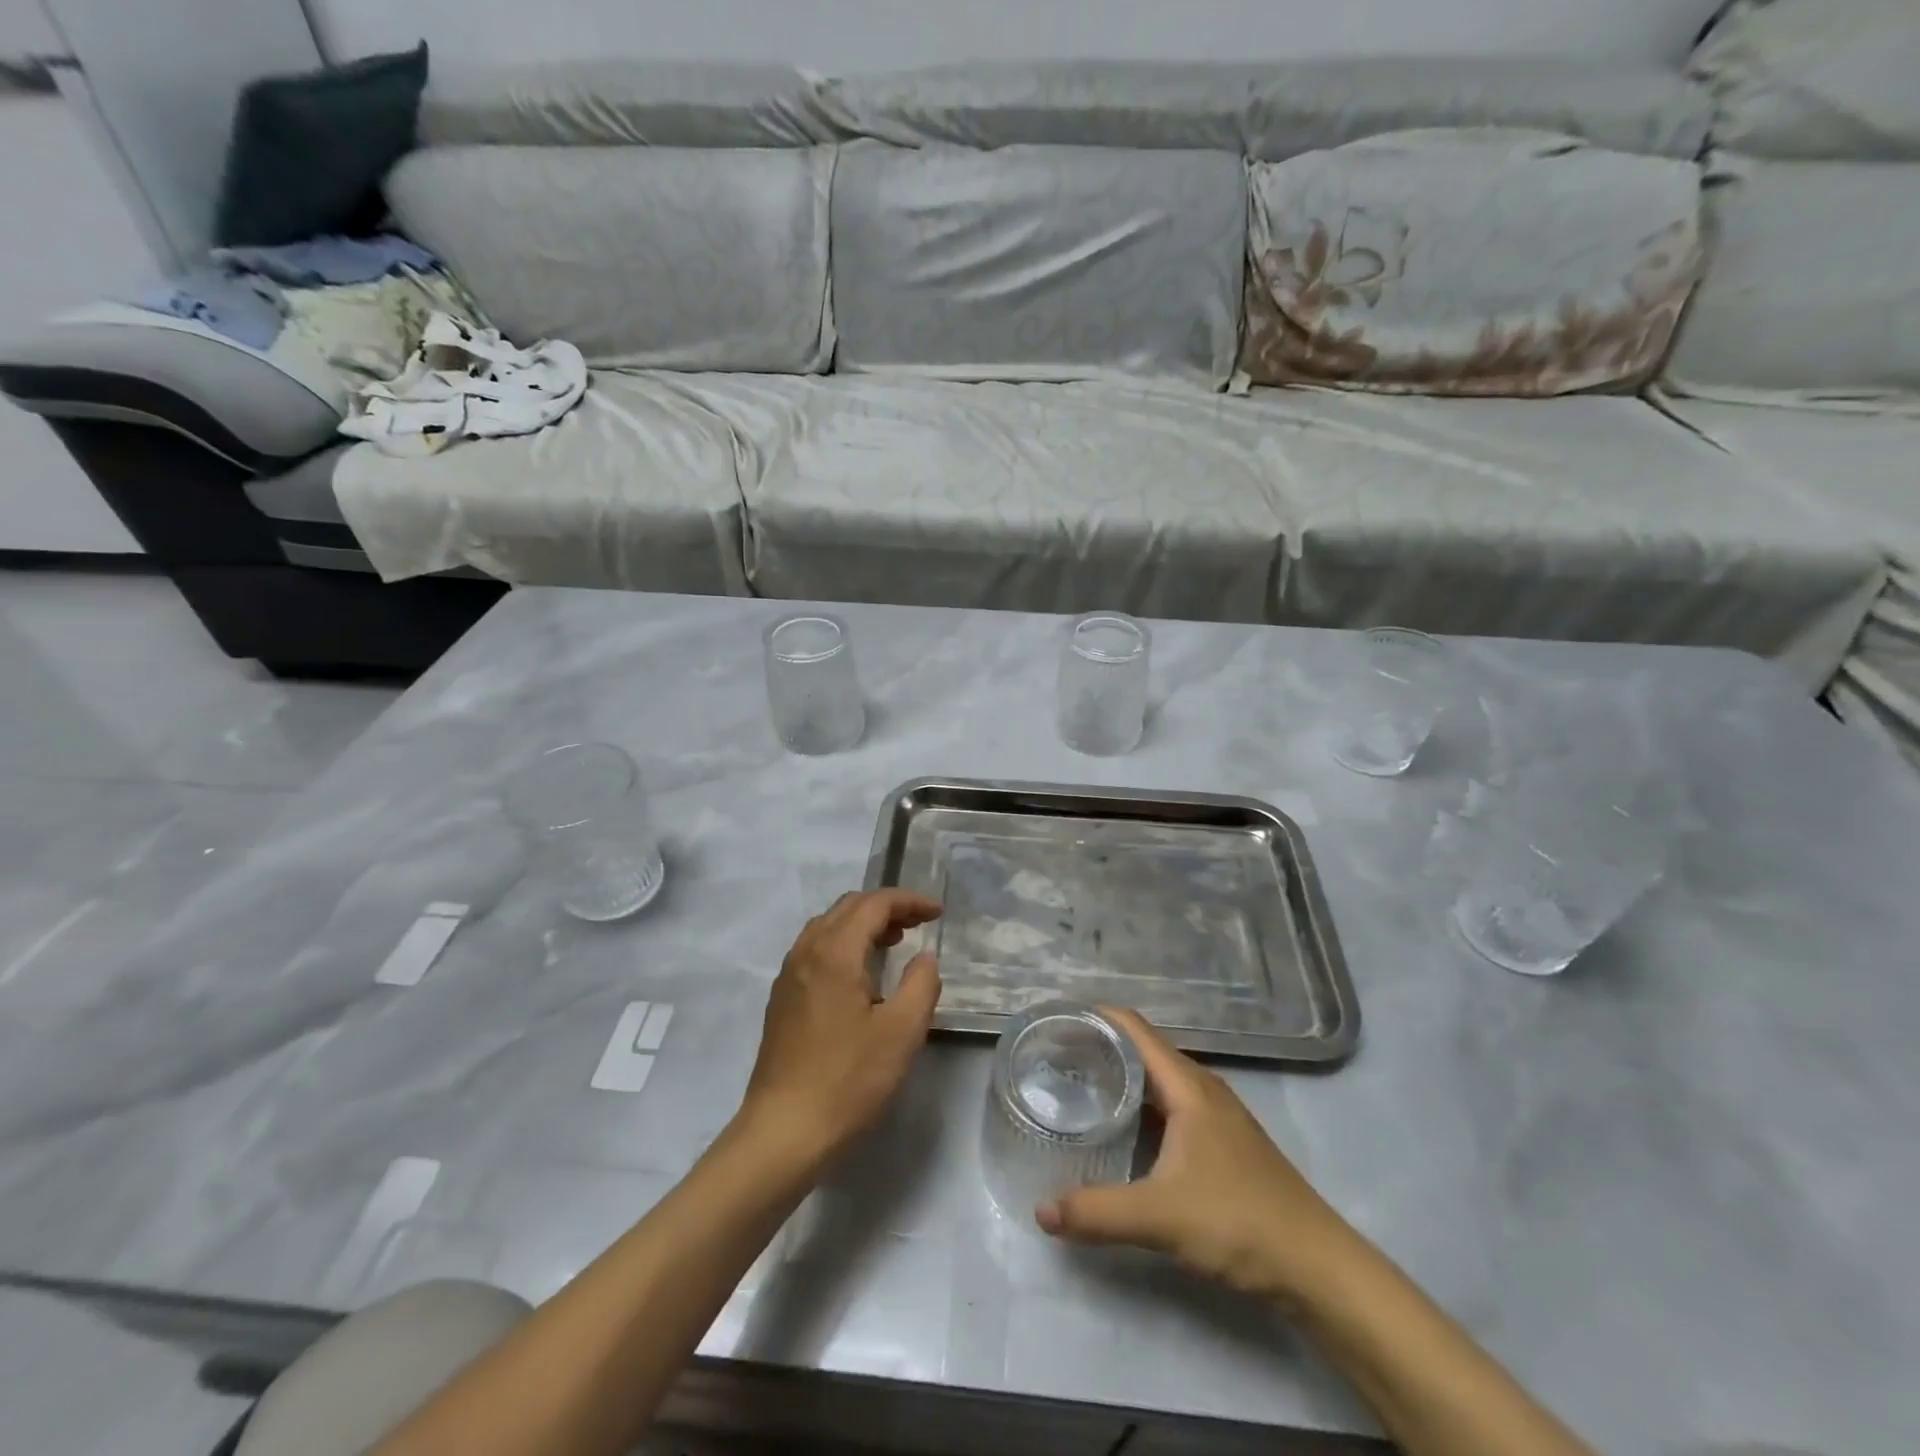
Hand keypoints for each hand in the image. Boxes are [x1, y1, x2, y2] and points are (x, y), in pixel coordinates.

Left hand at [737, 890, 942, 1167]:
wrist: (783, 1131)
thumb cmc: (848, 1080)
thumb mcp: (902, 1032)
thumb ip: (921, 984)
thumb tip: (924, 958)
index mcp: (834, 952)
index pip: (874, 904)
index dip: (909, 901)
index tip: (938, 914)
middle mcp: (806, 952)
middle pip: (848, 907)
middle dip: (887, 908)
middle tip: (919, 925)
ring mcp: (789, 975)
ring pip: (828, 927)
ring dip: (863, 925)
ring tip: (895, 943)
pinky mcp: (782, 999)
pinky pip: (816, 950)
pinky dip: (844, 944)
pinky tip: (861, 975)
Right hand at [1036, 1007, 1353, 1303]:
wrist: (1317, 1268)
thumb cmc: (1239, 1222)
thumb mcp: (1160, 1218)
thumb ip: (1097, 1212)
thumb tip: (1041, 1211)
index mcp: (1188, 1085)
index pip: (1134, 1028)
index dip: (1095, 1016)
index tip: (1055, 1020)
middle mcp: (1202, 1089)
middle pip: (1142, 1050)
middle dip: (1099, 1046)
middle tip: (1053, 1056)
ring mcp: (1215, 1116)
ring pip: (1157, 1080)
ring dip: (1120, 1077)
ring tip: (1076, 1086)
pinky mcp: (1222, 1143)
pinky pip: (1169, 1106)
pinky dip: (1139, 1105)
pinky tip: (1119, 1130)